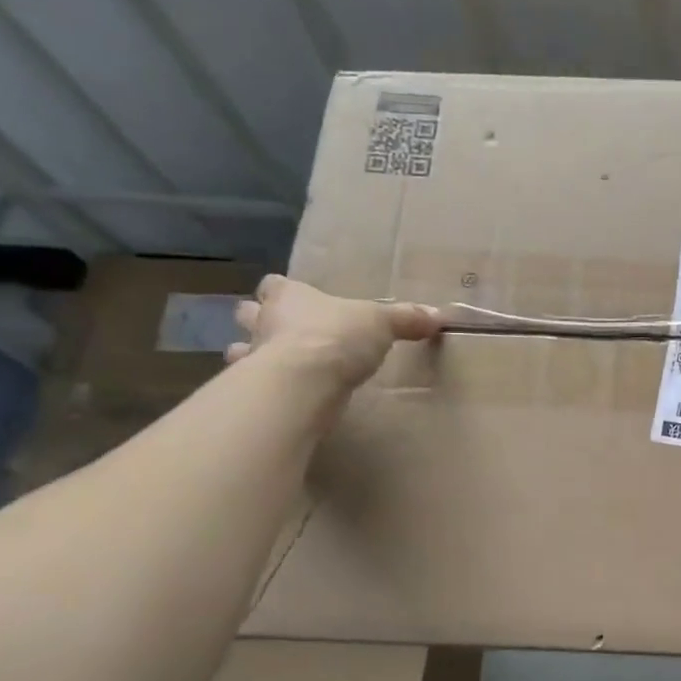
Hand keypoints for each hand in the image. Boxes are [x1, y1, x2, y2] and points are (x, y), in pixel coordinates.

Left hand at [226, 275, 439, 391]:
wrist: (304, 381)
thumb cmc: (337, 337)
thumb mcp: (382, 323)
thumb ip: (406, 319)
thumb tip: (438, 316)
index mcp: (291, 297)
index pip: (275, 285)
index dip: (282, 290)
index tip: (297, 299)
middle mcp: (265, 322)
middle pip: (249, 312)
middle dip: (259, 319)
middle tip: (283, 331)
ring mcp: (255, 356)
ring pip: (242, 349)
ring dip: (254, 355)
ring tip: (276, 366)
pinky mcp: (255, 390)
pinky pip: (252, 386)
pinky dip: (261, 389)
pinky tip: (281, 395)